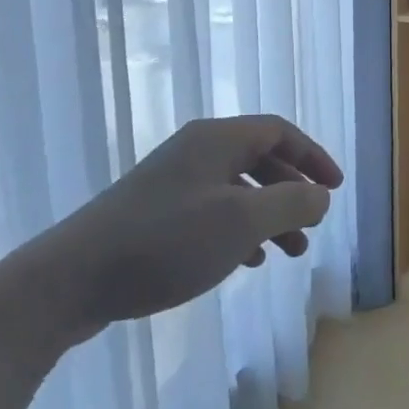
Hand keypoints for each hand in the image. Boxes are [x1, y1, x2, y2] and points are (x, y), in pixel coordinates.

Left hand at [9, 115, 342, 350]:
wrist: (72, 278)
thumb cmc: (167, 242)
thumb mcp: (241, 222)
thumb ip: (291, 204)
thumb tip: (321, 196)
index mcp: (217, 139)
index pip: (279, 131)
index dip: (313, 156)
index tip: (335, 189)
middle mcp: (196, 151)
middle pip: (260, 158)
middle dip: (292, 192)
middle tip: (312, 227)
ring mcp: (172, 182)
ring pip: (237, 188)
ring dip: (268, 215)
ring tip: (288, 254)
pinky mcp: (154, 213)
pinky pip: (212, 211)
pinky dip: (238, 230)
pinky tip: (246, 261)